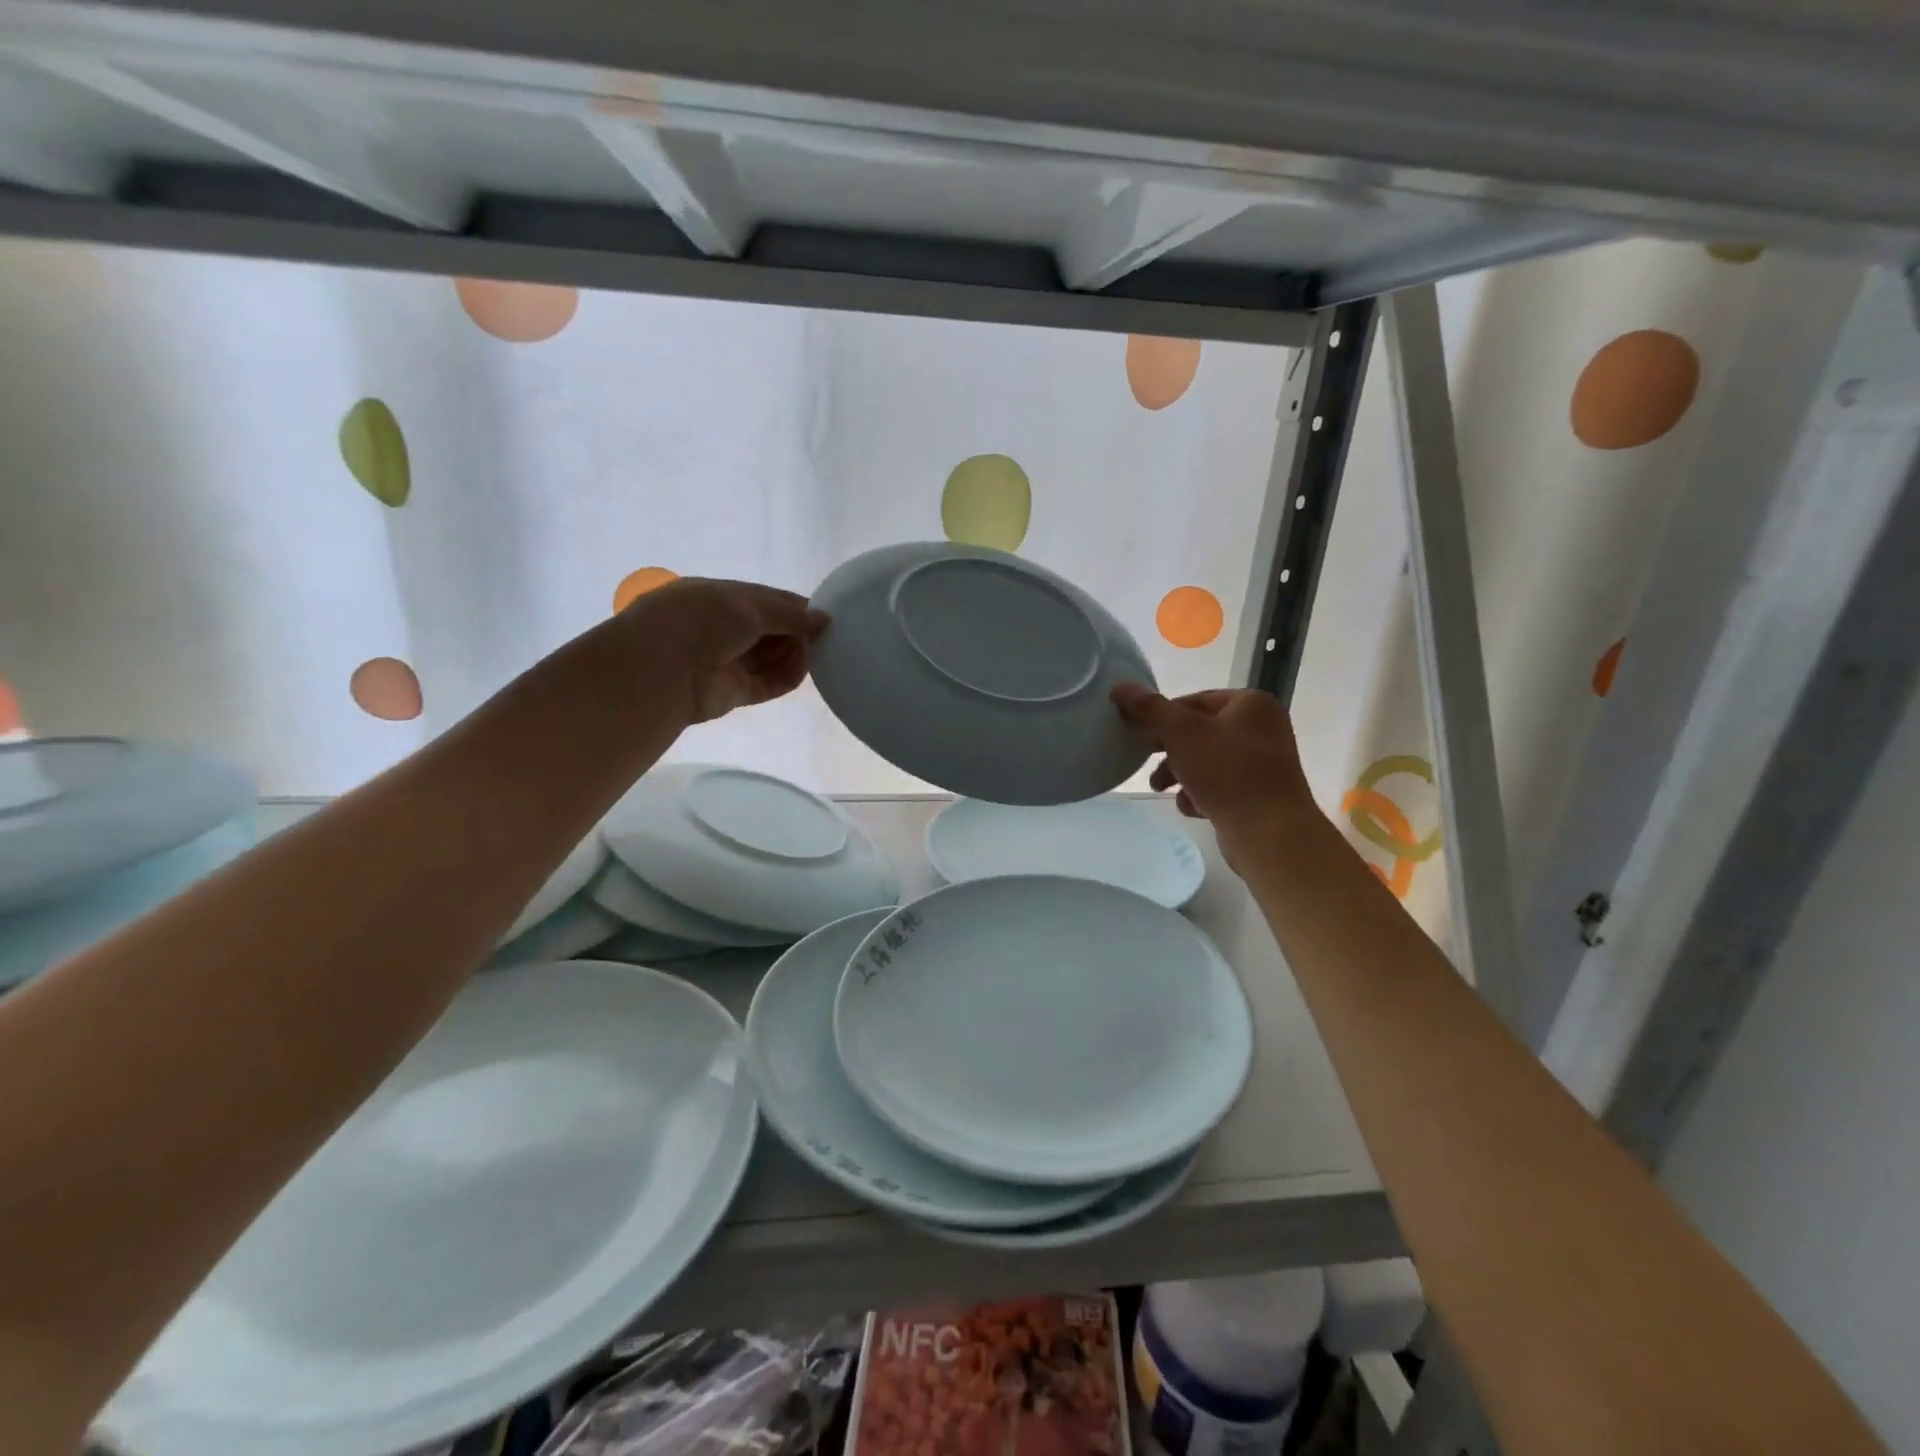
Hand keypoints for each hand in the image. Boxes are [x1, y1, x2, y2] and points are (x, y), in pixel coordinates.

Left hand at [624, 578, 827, 723]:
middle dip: (796, 631)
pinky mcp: (733, 692)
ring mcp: (726, 662)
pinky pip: (767, 683)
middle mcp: (720, 629)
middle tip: (828, 635)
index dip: (794, 606)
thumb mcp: (750, 605)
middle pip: (769, 630)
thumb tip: (825, 619)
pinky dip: (787, 677)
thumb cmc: (702, 621)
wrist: (663, 670)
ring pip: (770, 657)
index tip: (823, 613)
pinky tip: (806, 669)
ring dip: (794, 654)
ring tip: (820, 651)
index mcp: (717, 598)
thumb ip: (791, 614)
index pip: (763, 600)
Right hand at [1112, 683, 1320, 872]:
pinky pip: (1220, 785)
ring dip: (1179, 773)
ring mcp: (1262, 763)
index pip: (1195, 700)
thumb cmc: (1227, 772)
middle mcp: (1262, 729)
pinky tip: (1192, 807)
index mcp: (1251, 704)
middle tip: (1143, 758)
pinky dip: (1200, 793)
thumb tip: (1120, 686)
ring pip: (1206, 760)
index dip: (1162, 714)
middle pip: (1199, 731)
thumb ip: (1149, 708)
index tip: (1138, 732)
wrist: (1270, 833)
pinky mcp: (1258, 794)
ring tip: (1160, 788)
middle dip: (1168, 748)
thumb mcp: (1181, 733)